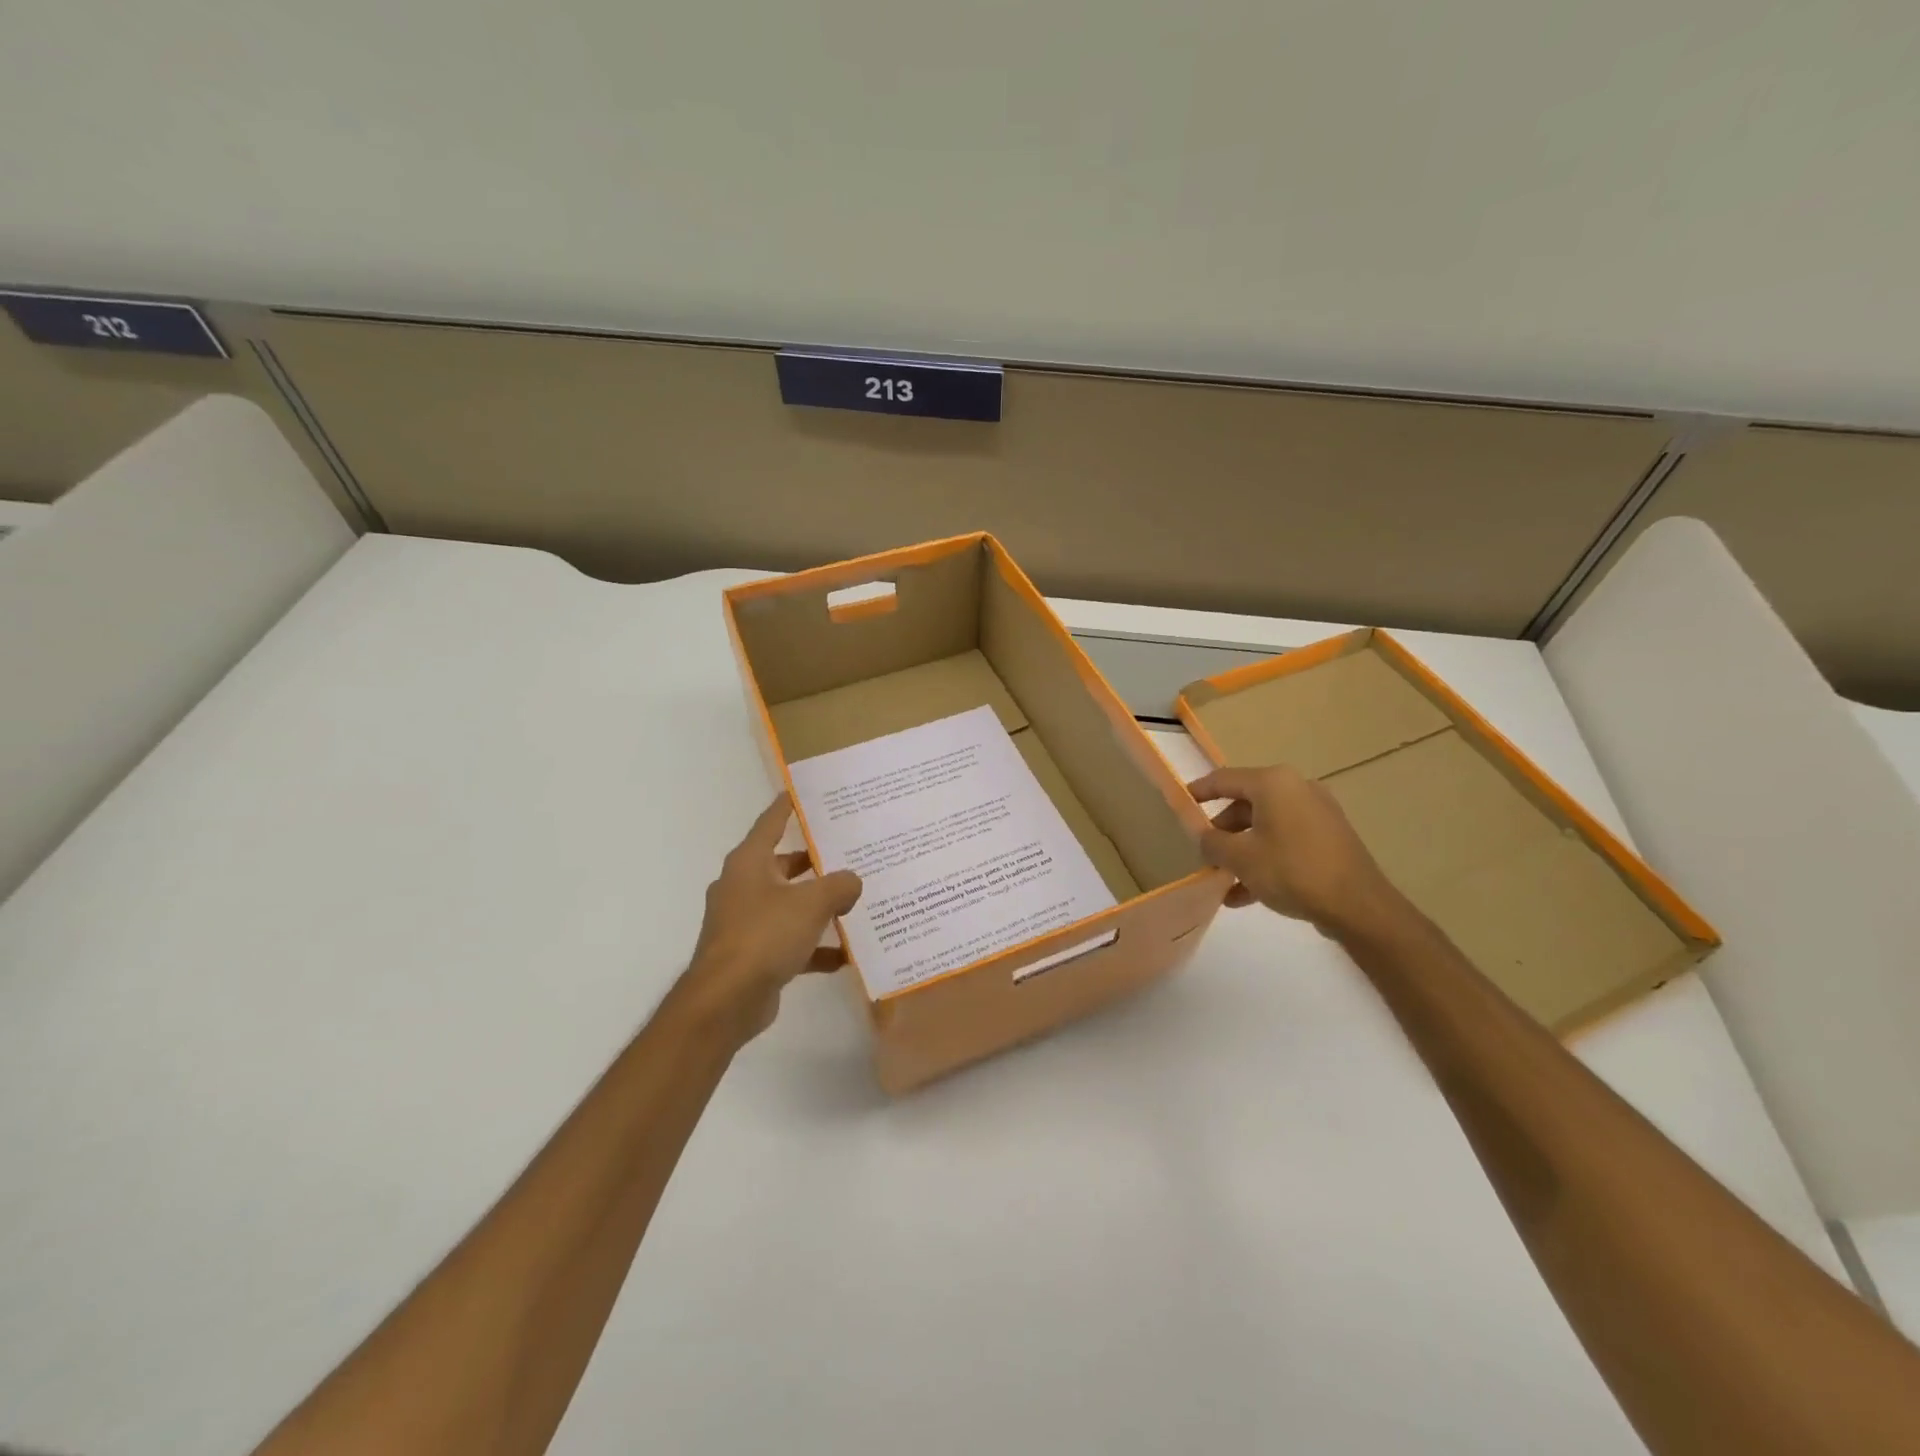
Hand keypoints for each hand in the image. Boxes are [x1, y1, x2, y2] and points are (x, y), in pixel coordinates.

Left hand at [680, 796, 862, 1043]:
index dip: (787, 806)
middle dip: (815, 861)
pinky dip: (814, 946)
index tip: (803, 791)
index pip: (771, 822)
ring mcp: (745, 922)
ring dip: (818, 905)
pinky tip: (844, 954)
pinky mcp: (753, 955)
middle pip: (783, 864)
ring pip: (789, 904)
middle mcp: (744, 887)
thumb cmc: (764, 936)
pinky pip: (790, 942)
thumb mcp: (811, 903)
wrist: (726, 1001)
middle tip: (849, 850)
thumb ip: (839, 886)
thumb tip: (852, 881)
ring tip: (854, 901)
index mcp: (750, 863)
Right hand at [1187, 765, 1398, 934]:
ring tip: (1221, 880)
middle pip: (1245, 804)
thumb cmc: (1292, 870)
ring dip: (1241, 851)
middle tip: (1203, 853)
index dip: (1198, 792)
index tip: (1180, 804)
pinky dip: (1264, 860)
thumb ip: (1211, 842)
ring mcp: (1317, 814)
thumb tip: (1204, 836)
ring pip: (1265, 827)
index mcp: (1273, 783)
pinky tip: (1244, 895)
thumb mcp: (1239, 857)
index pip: (1223, 779)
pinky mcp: (1329, 838)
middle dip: (1221, 830)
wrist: (1358, 906)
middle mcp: (1297, 789)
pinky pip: (1285, 842)